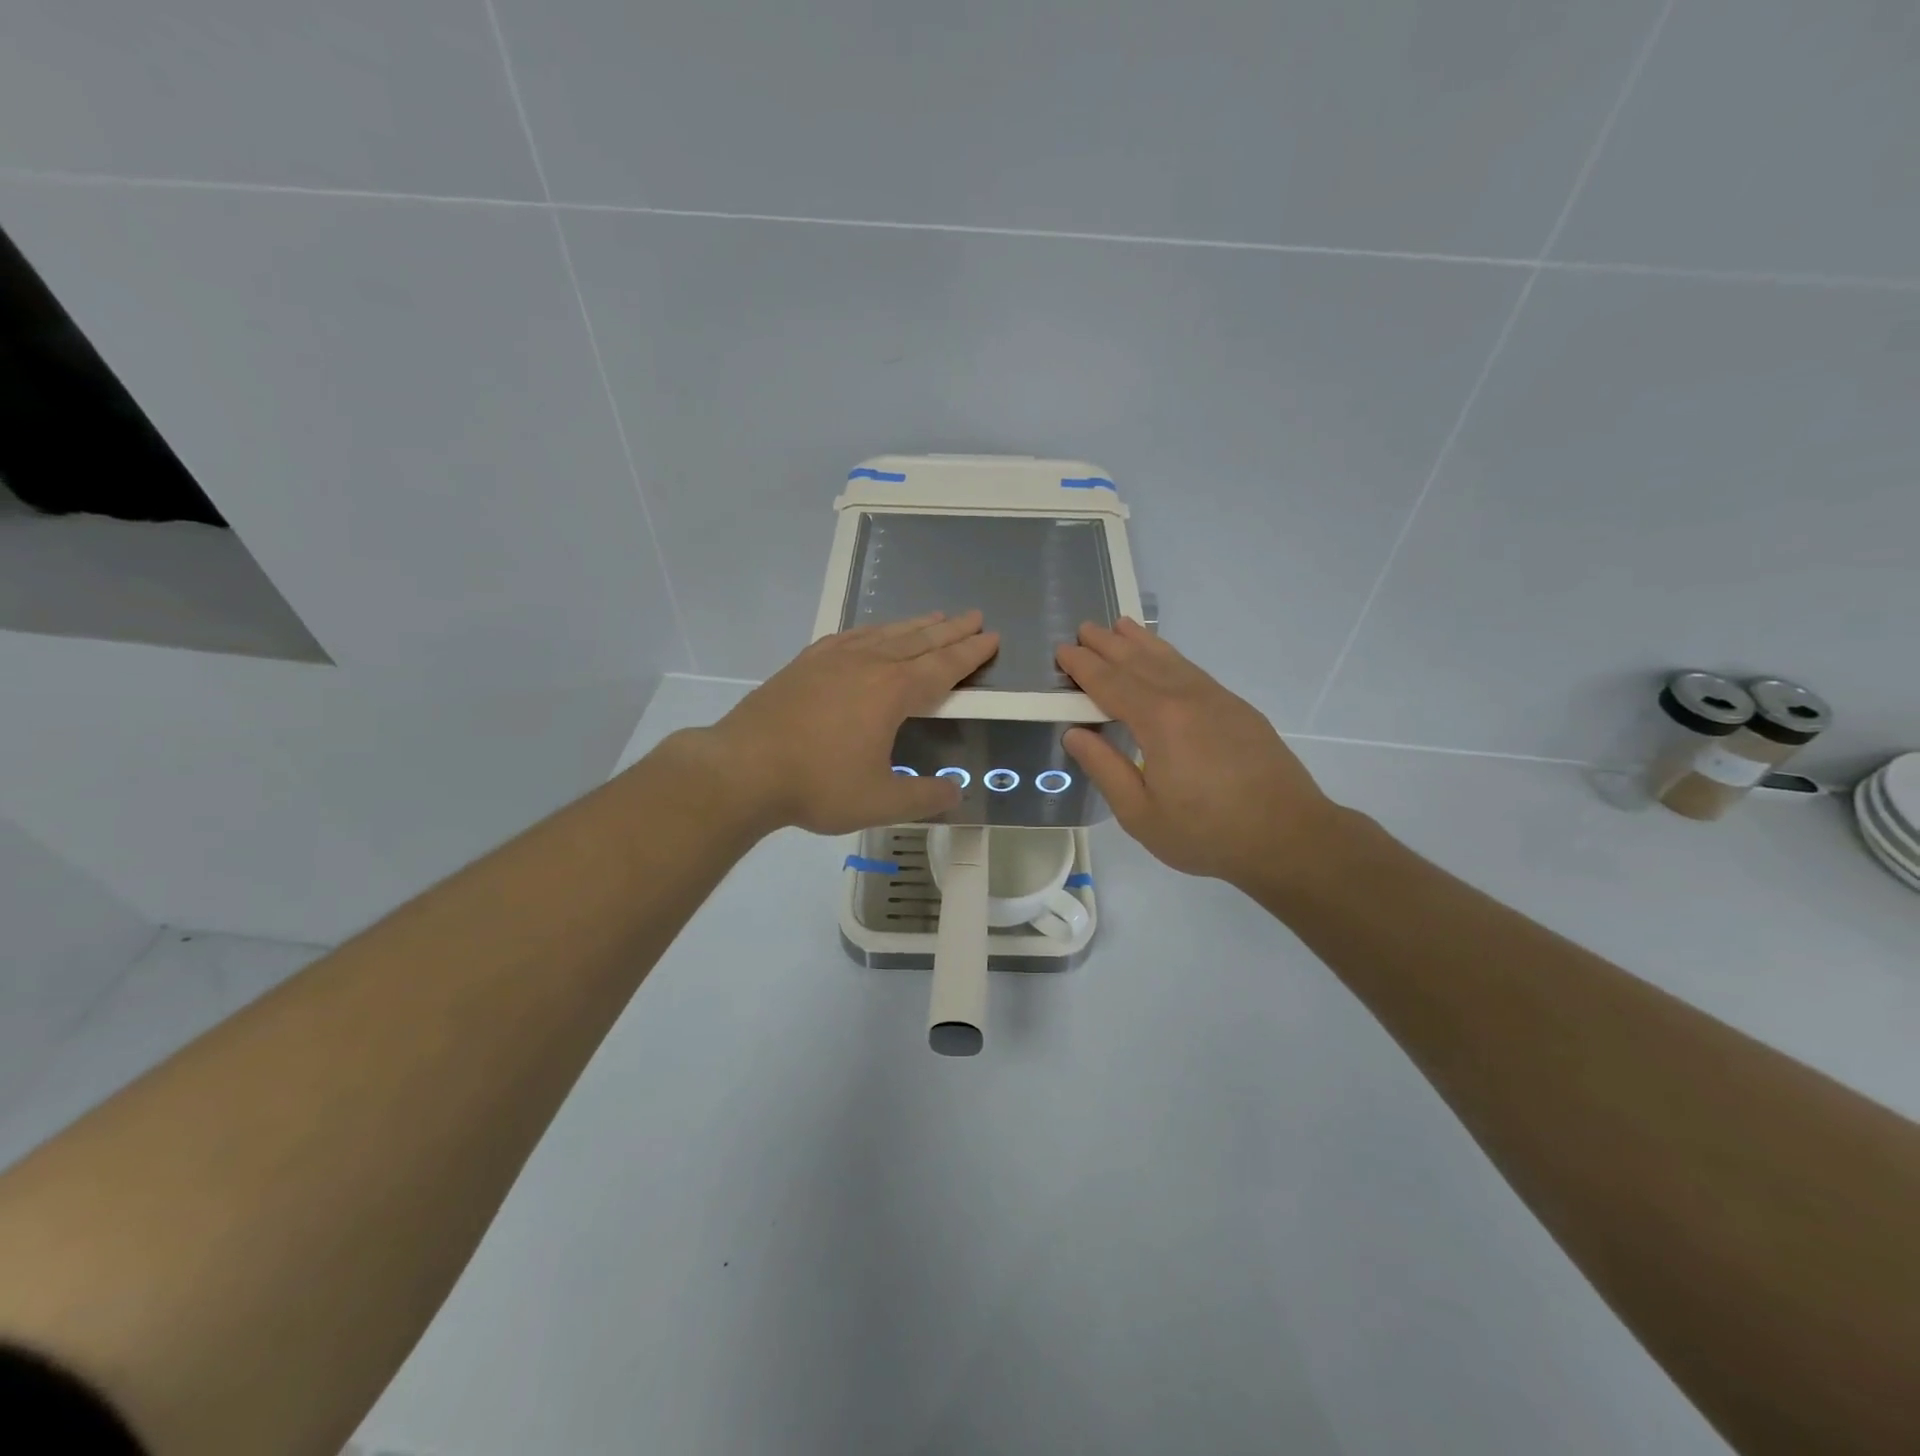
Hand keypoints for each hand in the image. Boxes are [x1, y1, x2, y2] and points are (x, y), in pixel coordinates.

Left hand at [690, 611, 999, 835]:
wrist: (743, 769)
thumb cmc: (817, 785)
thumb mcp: (880, 801)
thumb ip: (924, 797)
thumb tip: (956, 794)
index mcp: (892, 691)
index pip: (943, 667)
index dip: (970, 653)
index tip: (991, 637)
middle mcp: (867, 665)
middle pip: (918, 641)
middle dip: (950, 630)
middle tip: (974, 616)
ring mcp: (832, 660)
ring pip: (884, 633)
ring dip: (914, 624)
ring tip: (934, 616)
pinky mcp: (805, 664)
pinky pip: (849, 637)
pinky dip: (872, 631)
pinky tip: (871, 633)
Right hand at [1056, 619, 1347, 889]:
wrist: (1289, 836)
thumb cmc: (1207, 833)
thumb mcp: (1141, 814)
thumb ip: (1105, 769)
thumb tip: (1075, 733)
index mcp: (1160, 721)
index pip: (1111, 684)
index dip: (1084, 667)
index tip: (1063, 651)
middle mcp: (1187, 698)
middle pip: (1140, 663)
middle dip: (1108, 645)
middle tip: (1083, 629)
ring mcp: (1217, 700)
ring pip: (1171, 661)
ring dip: (1141, 642)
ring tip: (1120, 626)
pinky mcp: (1238, 709)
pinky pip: (1193, 671)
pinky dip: (1171, 657)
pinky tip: (1165, 659)